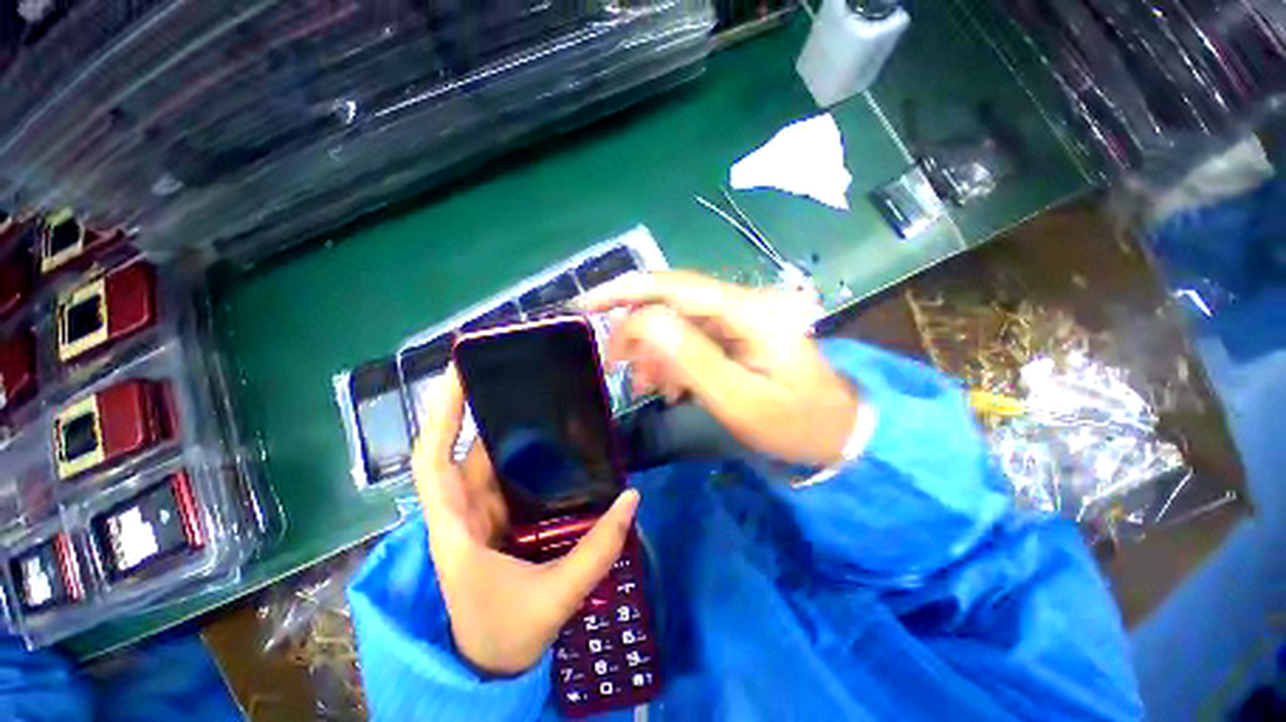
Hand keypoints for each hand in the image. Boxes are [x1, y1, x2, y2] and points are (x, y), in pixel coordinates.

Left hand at [412, 367, 639, 675]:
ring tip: (542, 400)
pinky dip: (525, 456)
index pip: (434, 459)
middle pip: (464, 449)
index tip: (460, 373)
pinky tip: (553, 442)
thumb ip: (598, 549)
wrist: (492, 666)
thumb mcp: (556, 595)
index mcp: (457, 528)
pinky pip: (509, 476)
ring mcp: (482, 513)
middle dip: (483, 408)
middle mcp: (464, 511)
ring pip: (489, 460)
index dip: (442, 413)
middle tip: (520, 375)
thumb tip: (632, 497)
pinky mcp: (499, 518)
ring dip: (509, 430)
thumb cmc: (507, 635)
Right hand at [581, 271, 858, 466]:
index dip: (626, 290)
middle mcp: (740, 304)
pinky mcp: (734, 335)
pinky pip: (689, 339)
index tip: (586, 306)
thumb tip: (642, 322)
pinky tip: (672, 387)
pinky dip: (671, 361)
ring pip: (675, 323)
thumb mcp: (739, 399)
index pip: (673, 286)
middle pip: (670, 302)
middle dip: (636, 332)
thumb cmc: (793, 422)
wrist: (835, 431)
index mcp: (746, 312)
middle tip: (617, 369)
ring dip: (654, 353)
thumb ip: (691, 359)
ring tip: (649, 389)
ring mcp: (737, 319)